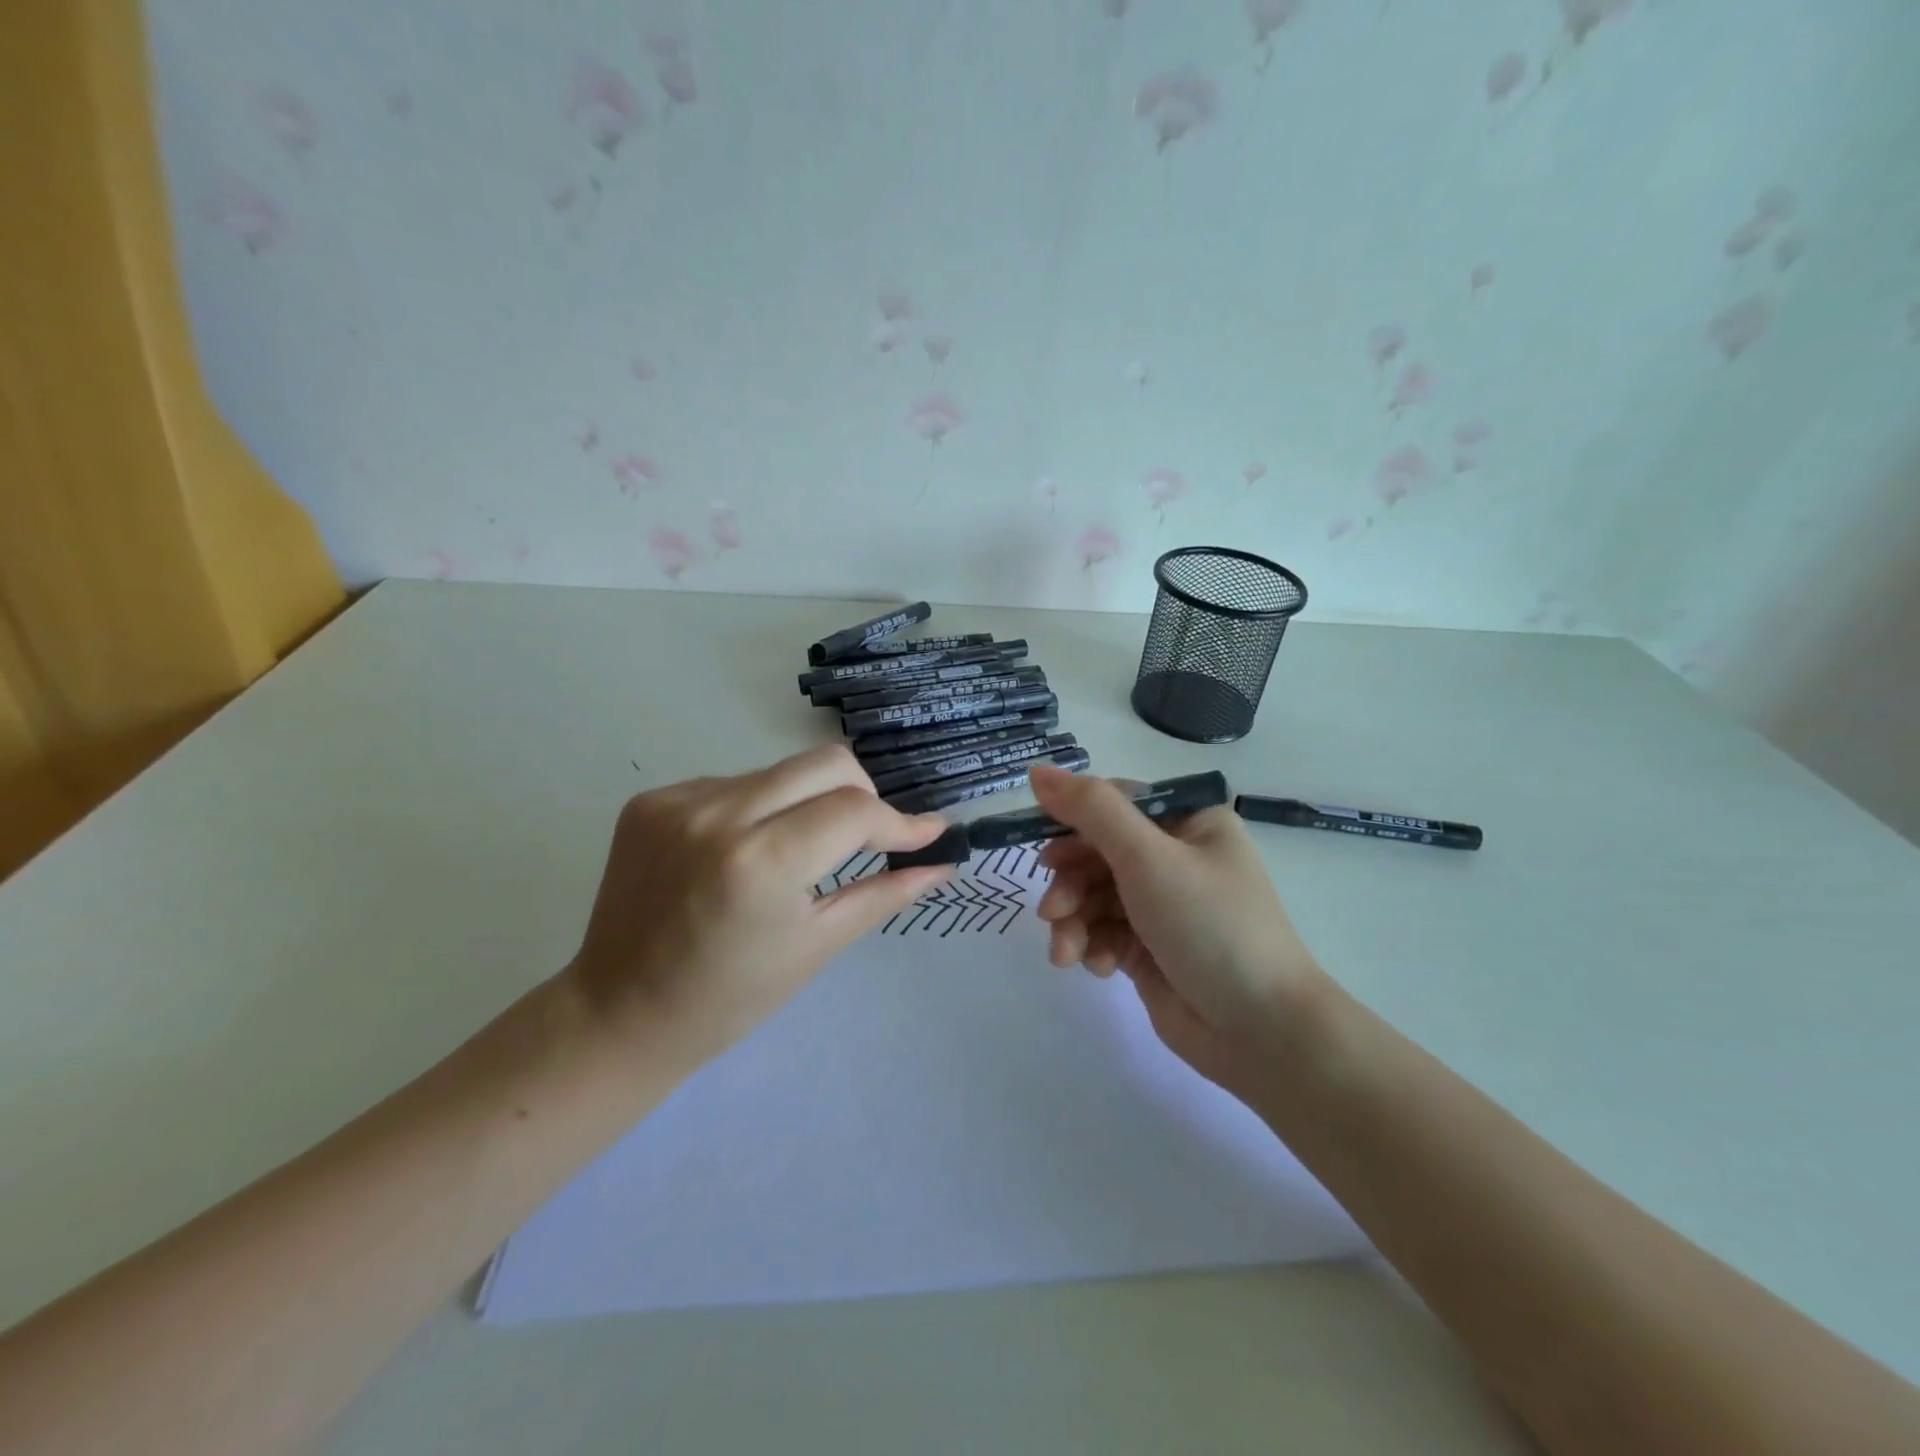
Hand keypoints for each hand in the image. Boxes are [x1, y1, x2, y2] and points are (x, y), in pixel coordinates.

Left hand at [565, 745, 952, 1068]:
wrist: (618, 1014)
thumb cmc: (729, 998)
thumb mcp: (817, 946)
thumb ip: (885, 893)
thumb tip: (943, 862)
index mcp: (760, 864)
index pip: (855, 810)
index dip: (900, 822)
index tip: (927, 835)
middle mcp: (717, 815)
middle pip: (826, 764)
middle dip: (863, 795)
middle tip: (864, 838)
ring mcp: (679, 801)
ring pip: (781, 771)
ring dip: (807, 803)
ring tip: (793, 855)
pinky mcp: (653, 798)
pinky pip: (735, 784)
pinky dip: (759, 810)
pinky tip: (742, 853)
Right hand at [1028, 764, 1332, 1098]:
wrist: (1260, 1031)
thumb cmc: (1209, 925)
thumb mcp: (1148, 857)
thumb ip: (1090, 811)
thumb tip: (1037, 771)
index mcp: (1189, 822)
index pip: (1115, 804)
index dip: (1072, 822)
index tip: (1041, 848)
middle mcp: (1176, 857)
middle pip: (1098, 852)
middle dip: (1070, 883)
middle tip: (1051, 910)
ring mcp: (1162, 904)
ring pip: (1095, 896)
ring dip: (1073, 920)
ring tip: (1066, 951)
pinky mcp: (1149, 948)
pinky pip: (1104, 932)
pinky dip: (1092, 946)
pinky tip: (1096, 967)